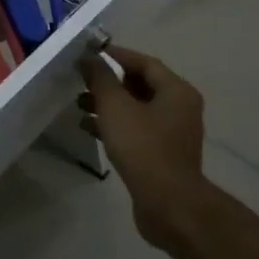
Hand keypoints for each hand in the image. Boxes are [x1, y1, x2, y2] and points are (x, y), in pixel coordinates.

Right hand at [80, 45, 207, 248]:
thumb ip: (101, 77)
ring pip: (136, 108)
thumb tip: (89, 56)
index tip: (88, 54)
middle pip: (140, 84)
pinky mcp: (163, 154)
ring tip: (78, 104)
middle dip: (108, 82)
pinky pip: (136, 130)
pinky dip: (114, 125)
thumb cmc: (143, 147)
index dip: (115, 55)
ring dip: (108, 105)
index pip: (144, 62)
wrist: (168, 205)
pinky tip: (88, 128)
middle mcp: (179, 107)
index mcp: (176, 90)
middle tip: (81, 80)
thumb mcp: (116, 107)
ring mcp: (173, 133)